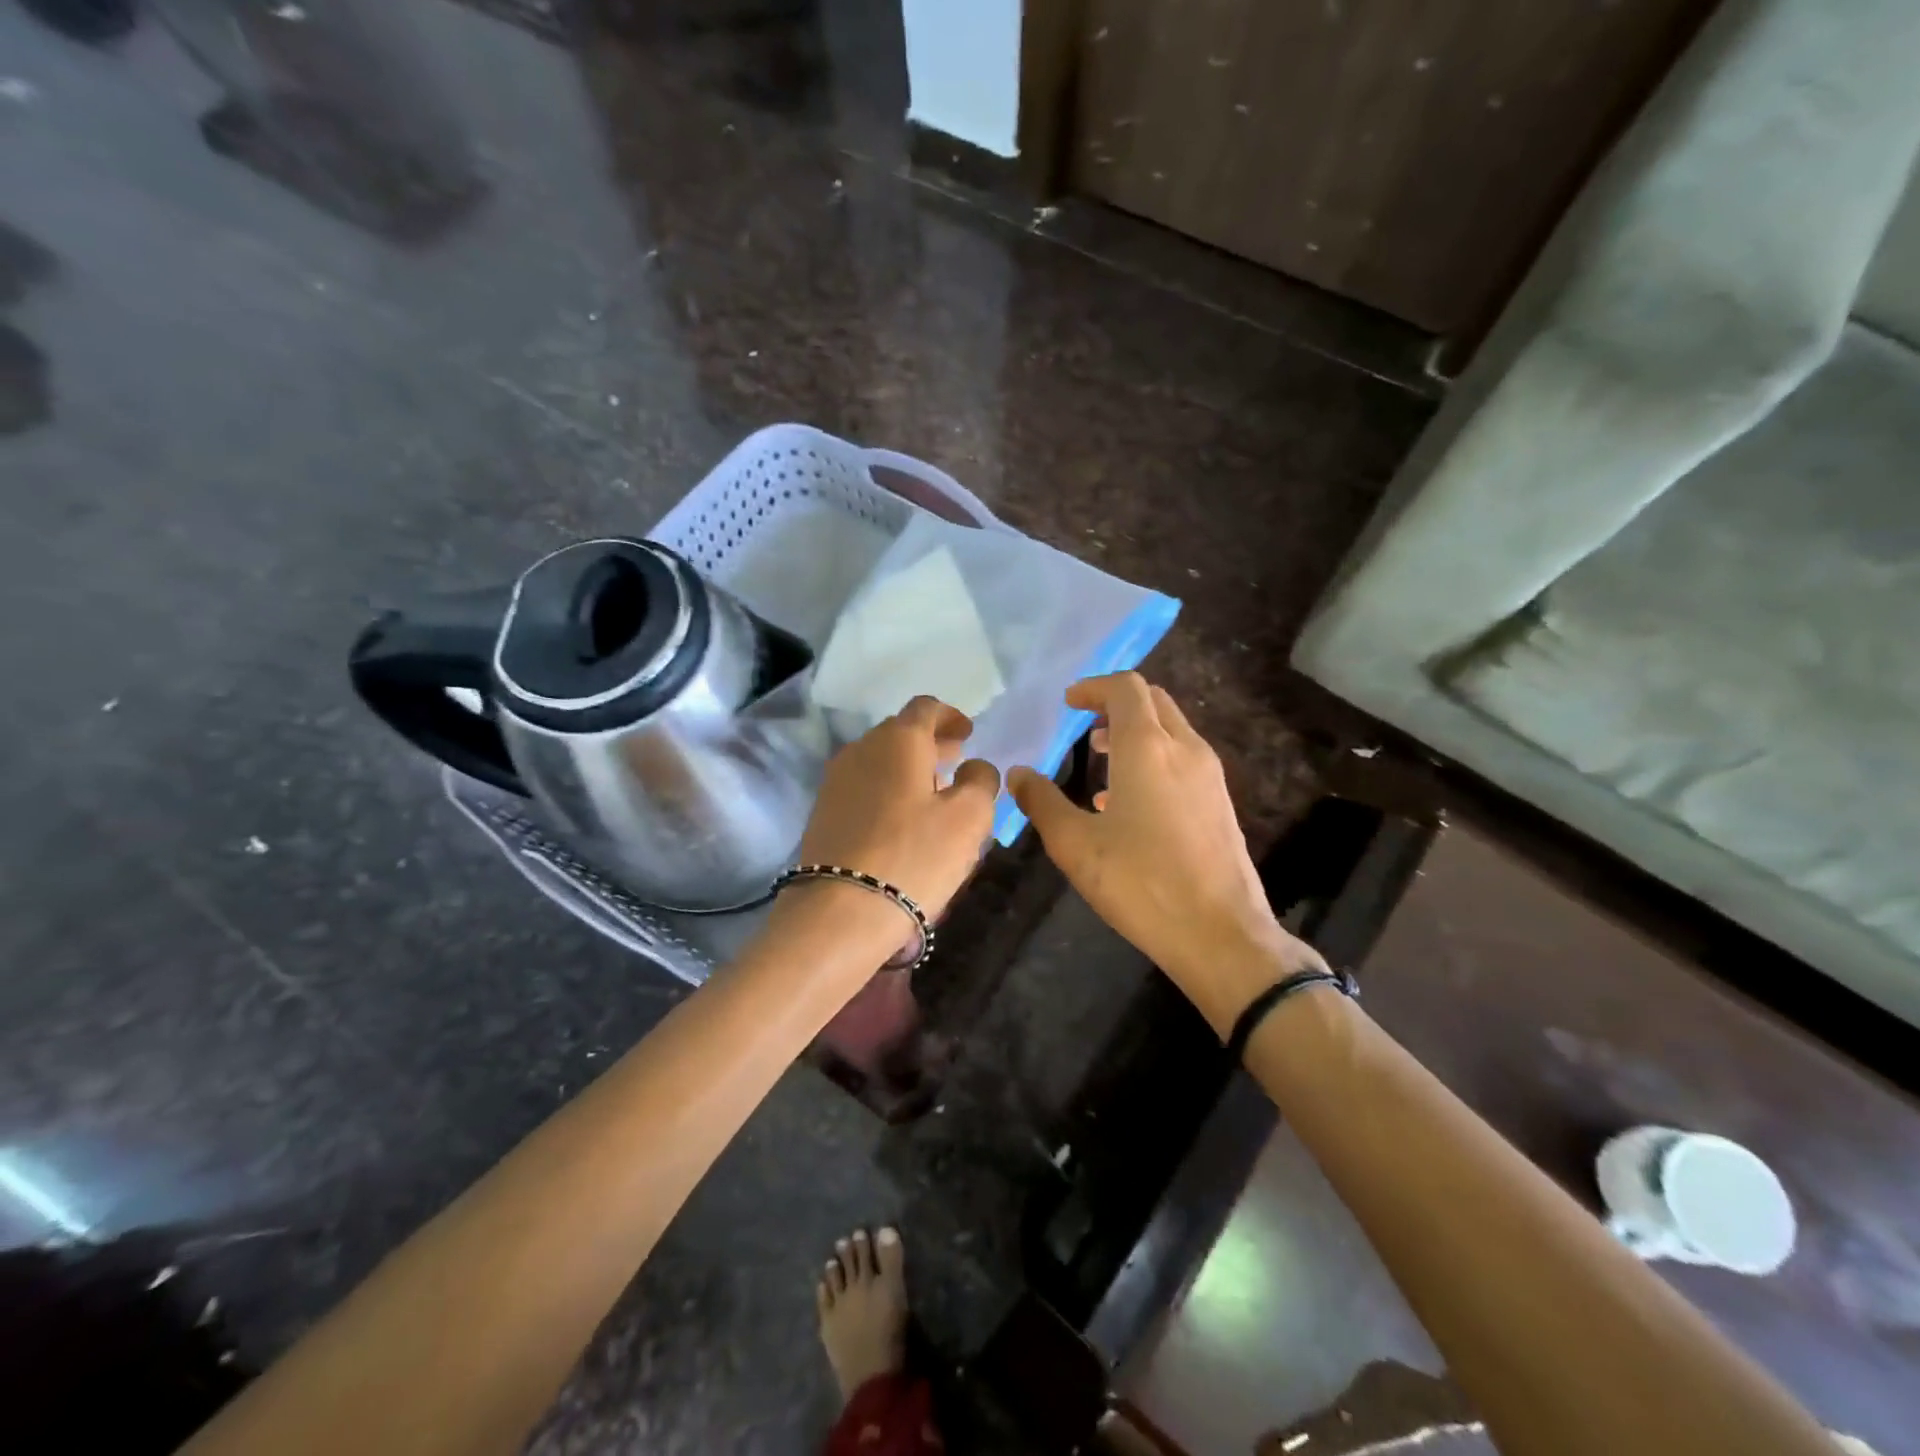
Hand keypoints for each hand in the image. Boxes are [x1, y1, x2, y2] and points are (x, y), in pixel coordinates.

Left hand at [792, 695, 999, 920]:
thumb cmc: (914, 856)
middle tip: (956, 760)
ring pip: (880, 760)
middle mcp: (861, 749)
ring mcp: (836, 780)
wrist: (840, 911)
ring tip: (933, 792)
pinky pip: (864, 786)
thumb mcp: (969, 818)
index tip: (968, 733)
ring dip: (909, 768)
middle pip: (900, 732)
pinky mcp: (824, 812)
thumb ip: (981, 781)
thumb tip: (975, 766)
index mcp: (898, 739)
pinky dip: (888, 789)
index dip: (950, 716)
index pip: (926, 708)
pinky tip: (903, 818)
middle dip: (931, 743)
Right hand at [1009, 673, 1324, 1035]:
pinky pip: (1184, 759)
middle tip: (1084, 726)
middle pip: (1153, 701)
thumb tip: (1018, 773)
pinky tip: (1130, 803)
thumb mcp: (1075, 845)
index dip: (1094, 687)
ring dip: (1136, 732)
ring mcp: (1210, 776)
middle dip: (1116, 704)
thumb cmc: (1141, 883)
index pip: (1126, 688)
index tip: (1068, 703)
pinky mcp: (1221, 803)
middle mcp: (1185, 749)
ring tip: (1102, 760)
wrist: (1220, 933)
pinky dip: (1155, 758)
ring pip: (1172, 730)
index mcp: (1147, 748)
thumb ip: (1041, 802)